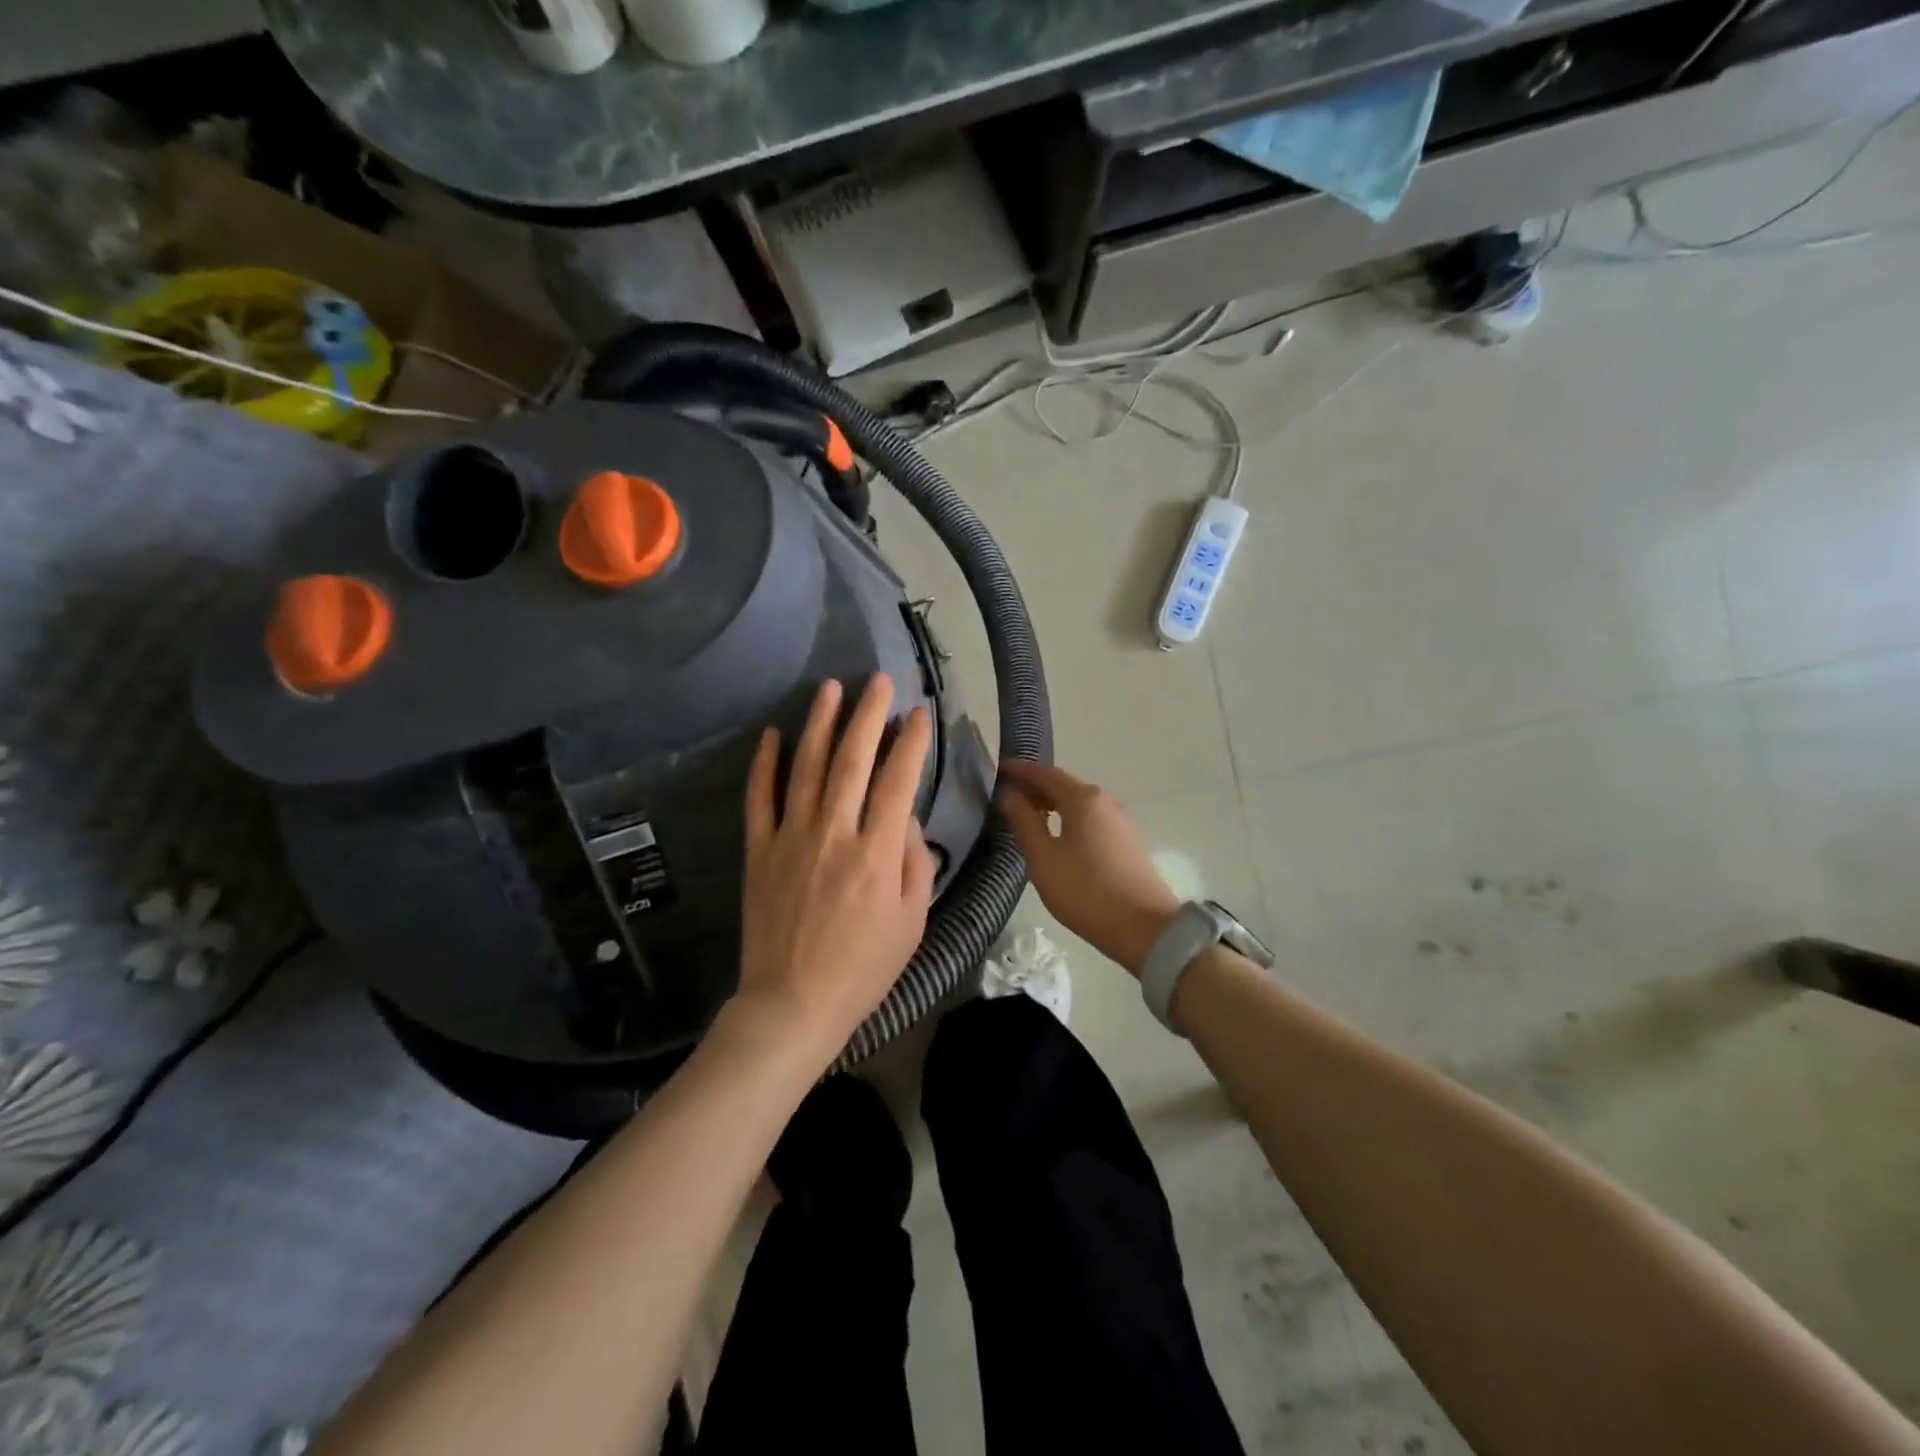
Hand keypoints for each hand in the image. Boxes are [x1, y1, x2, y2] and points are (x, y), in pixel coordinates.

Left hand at [734, 675, 936, 1053]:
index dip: (911, 743)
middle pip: (853, 761)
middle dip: (869, 716)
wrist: (792, 1003)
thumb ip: (915, 863)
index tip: (919, 714)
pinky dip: (763, 764)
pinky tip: (770, 734)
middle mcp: (834, 834)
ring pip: (807, 768)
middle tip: (879, 681)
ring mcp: (791, 838)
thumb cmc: (863, 968)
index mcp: (877, 853)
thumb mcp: (912, 922)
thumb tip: (906, 819)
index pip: (899, 782)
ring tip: (831, 688)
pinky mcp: (759, 851)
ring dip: (821, 724)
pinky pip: (759, 799)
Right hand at [997, 760, 1180, 977]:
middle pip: (1064, 784)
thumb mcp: (1044, 859)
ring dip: (1052, 802)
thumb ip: (1024, 822)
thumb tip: (1008, 794)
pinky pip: (1090, 817)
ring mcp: (1119, 820)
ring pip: (1078, 802)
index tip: (999, 769)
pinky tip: (1056, 835)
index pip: (1045, 773)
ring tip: (1027, 815)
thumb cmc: (1086, 891)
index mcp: (1083, 799)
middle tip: (1007, 795)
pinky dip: (1068, 816)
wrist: (1144, 928)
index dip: (1020, 770)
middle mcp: (1104, 801)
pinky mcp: (1126, 840)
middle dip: (1035, 786)